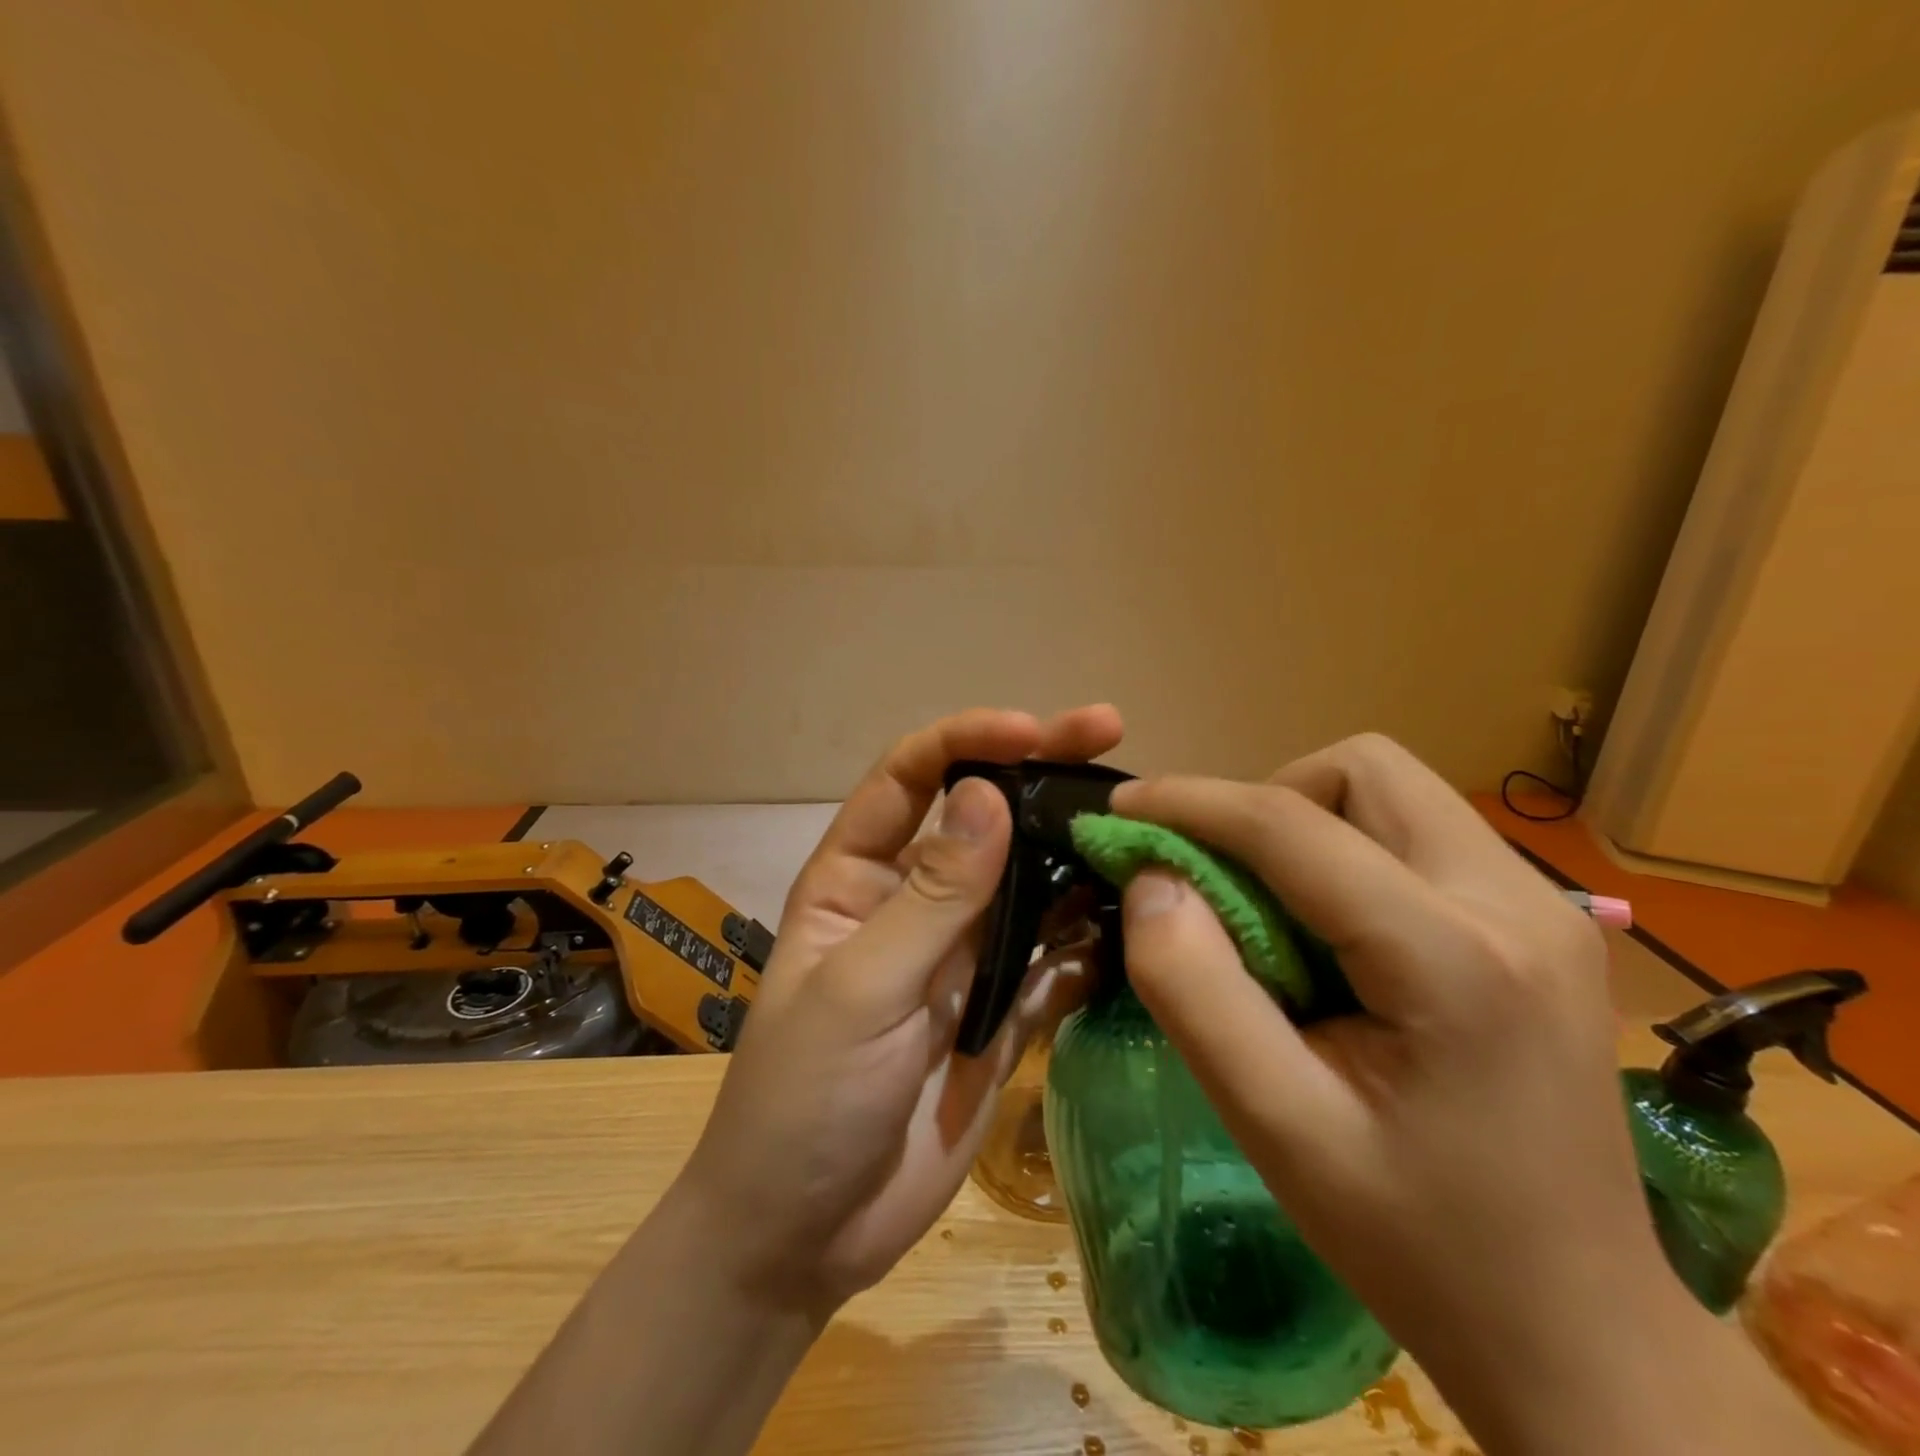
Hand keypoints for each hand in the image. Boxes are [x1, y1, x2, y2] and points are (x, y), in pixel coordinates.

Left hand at [677, 704, 1123, 1316]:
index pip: (911, 776)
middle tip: (1110, 733)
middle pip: (983, 815)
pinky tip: (1138, 924)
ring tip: (1142, 828)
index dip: (967, 739)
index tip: (1034, 730)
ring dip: (1077, 853)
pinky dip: (1093, 940)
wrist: (805, 1235)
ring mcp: (965, 954)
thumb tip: (987, 795)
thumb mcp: (859, 990)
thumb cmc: (803, 1099)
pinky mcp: (1003, 1009)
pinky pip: (1056, 958)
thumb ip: (929, 897)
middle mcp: (916, 899)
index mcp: (858, 875)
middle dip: (1040, 771)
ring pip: (1030, 881)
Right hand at [1110, 735, 1825, 1455]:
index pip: (1293, 824)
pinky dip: (1348, 852)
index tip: (1120, 809)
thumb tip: (1151, 881)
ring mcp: (1546, 908)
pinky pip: (1418, 834)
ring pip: (1393, 791)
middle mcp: (1517, 902)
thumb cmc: (1417, 1240)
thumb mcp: (1274, 1127)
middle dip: (1268, 803)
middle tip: (1222, 881)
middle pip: (1363, 770)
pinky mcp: (1544, 923)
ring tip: (1274, 911)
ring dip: (1308, 824)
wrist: (1580, 1332)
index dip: (1191, 802)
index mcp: (1455, 958)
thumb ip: (1194, 990)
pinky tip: (1334, 935)